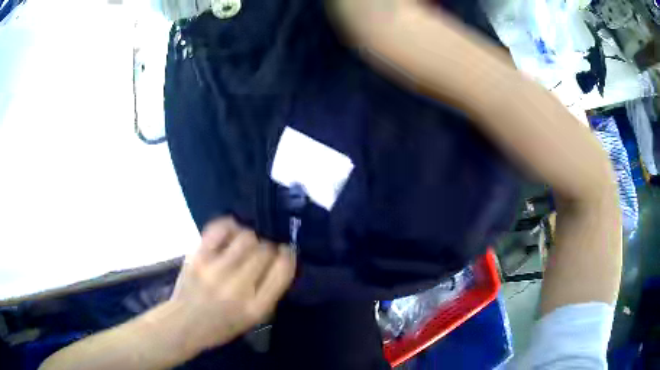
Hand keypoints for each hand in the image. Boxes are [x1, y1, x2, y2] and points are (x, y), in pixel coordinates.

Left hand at [168, 217, 295, 353]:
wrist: (184, 323)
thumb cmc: (222, 325)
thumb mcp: (253, 319)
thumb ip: (269, 291)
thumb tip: (279, 258)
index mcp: (256, 307)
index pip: (283, 270)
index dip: (288, 255)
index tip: (286, 251)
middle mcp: (238, 287)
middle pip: (265, 250)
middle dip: (268, 248)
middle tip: (261, 252)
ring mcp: (216, 270)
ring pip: (247, 237)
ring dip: (251, 238)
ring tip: (245, 245)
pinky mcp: (198, 256)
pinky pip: (220, 229)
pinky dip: (230, 226)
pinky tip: (231, 233)